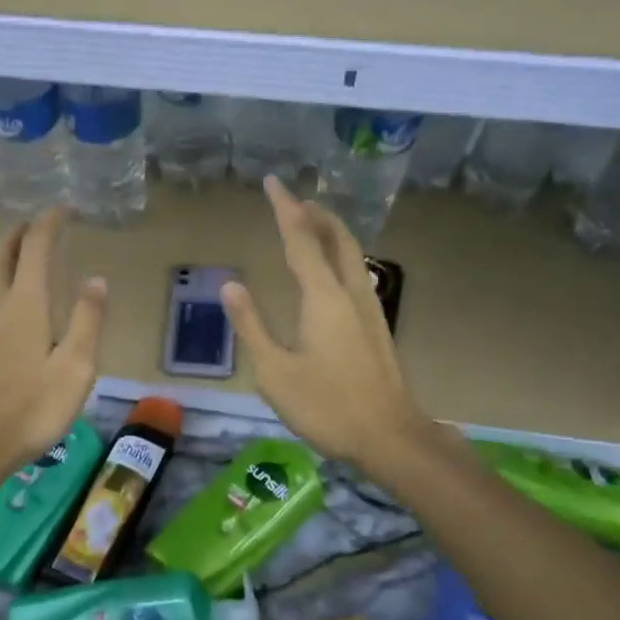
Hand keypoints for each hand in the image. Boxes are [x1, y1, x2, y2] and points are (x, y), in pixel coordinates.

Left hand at [0, 207, 105, 485]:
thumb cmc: (30, 410)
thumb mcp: (75, 370)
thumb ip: (87, 321)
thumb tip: (96, 279)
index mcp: (26, 302)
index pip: (36, 244)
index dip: (50, 221)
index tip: (64, 210)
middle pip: (2, 248)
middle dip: (22, 231)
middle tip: (40, 229)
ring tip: (8, 259)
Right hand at [221, 176, 426, 470]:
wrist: (389, 436)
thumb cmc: (326, 406)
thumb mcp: (274, 371)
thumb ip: (251, 325)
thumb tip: (230, 285)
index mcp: (323, 298)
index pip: (301, 240)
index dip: (285, 209)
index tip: (273, 182)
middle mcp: (351, 293)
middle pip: (337, 238)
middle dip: (316, 214)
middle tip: (295, 200)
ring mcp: (370, 309)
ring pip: (353, 255)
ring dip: (332, 233)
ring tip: (312, 226)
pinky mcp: (377, 327)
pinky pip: (358, 274)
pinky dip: (340, 257)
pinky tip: (332, 273)